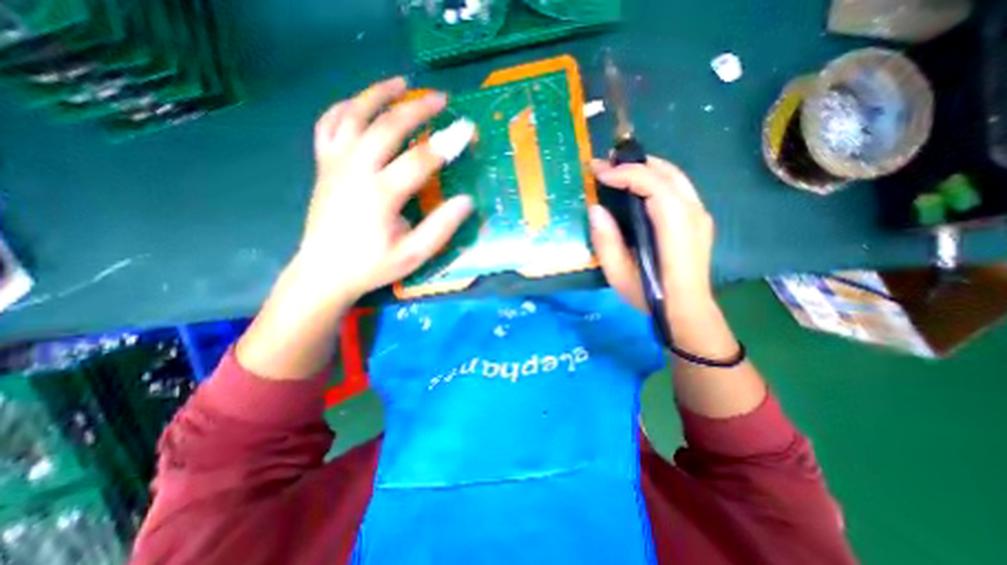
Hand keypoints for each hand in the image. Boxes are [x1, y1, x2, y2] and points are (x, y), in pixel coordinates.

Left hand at [293, 77, 476, 305]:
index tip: (466, 130)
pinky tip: (359, 102)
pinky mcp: (323, 166)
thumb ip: (441, 227)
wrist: (324, 272)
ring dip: (379, 94)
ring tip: (401, 83)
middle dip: (417, 109)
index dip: (447, 143)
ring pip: (354, 115)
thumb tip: (467, 201)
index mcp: (381, 195)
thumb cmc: (372, 266)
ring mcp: (335, 164)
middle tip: (441, 98)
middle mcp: (355, 170)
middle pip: (388, 127)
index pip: (421, 160)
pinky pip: (328, 125)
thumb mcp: (413, 255)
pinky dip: (344, 107)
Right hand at [584, 158, 714, 314]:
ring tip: (617, 169)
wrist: (687, 310)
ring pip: (673, 175)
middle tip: (603, 164)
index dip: (625, 174)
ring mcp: (700, 213)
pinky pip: (676, 186)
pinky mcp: (698, 218)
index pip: (654, 185)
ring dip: (644, 167)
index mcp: (676, 229)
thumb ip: (606, 241)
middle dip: (632, 163)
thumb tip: (595, 208)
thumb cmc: (651, 296)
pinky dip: (654, 177)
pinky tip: (636, 184)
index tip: (598, 174)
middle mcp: (694, 214)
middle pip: (666, 173)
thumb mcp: (619, 275)